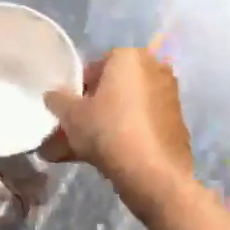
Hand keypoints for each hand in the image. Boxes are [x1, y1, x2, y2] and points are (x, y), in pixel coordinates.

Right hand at [41, 48, 192, 200]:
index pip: (96, 66)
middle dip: (90, 112)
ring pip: (124, 111)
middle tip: (69, 133)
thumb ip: (58, 100)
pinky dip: (122, 137)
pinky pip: (140, 125)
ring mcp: (169, 98)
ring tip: (75, 153)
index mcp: (130, 57)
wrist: (154, 173)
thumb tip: (53, 95)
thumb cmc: (108, 131)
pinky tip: (102, 159)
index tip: (67, 110)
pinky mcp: (176, 124)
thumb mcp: (71, 115)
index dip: (77, 89)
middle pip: (112, 90)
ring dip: (101, 128)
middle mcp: (154, 69)